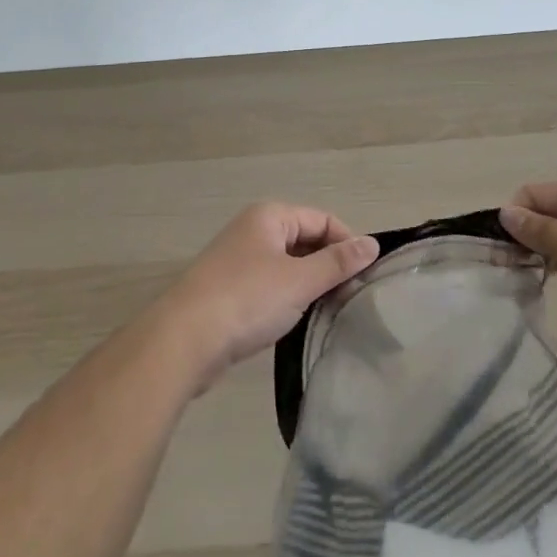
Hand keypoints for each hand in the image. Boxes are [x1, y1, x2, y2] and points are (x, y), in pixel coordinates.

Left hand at [152, 204, 378, 392]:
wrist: (184, 340)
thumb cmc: (247, 300)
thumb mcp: (299, 280)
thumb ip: (337, 263)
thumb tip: (372, 244)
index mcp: (269, 216)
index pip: (322, 219)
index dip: (346, 245)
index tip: (364, 279)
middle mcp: (253, 230)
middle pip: (305, 240)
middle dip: (329, 266)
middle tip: (351, 299)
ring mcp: (239, 260)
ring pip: (288, 265)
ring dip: (310, 285)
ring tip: (330, 312)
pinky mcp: (230, 290)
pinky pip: (271, 285)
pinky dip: (288, 298)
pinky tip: (298, 321)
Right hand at [500, 181, 556, 374]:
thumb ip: (544, 231)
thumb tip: (505, 213)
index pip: (540, 193)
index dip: (516, 217)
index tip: (500, 250)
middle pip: (552, 212)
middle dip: (528, 233)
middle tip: (507, 267)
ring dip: (545, 250)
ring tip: (525, 276)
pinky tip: (554, 281)